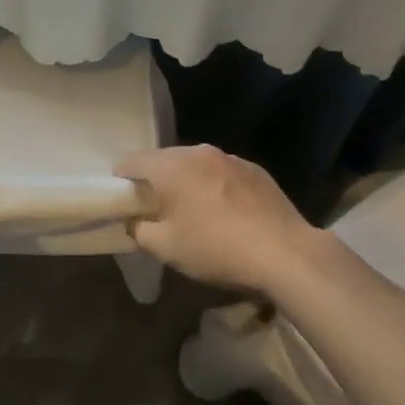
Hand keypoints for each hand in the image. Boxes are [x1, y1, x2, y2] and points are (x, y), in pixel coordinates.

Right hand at [116, 146, 323, 294]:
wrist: (284, 252)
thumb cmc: (215, 248)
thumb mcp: (165, 248)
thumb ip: (139, 229)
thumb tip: (134, 220)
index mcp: (171, 166)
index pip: (132, 161)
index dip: (121, 178)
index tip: (121, 198)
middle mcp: (199, 152)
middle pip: (165, 159)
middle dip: (156, 179)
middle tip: (155, 207)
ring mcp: (231, 158)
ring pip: (196, 164)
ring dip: (188, 181)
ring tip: (192, 209)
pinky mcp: (256, 170)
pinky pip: (223, 173)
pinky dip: (215, 186)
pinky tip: (224, 211)